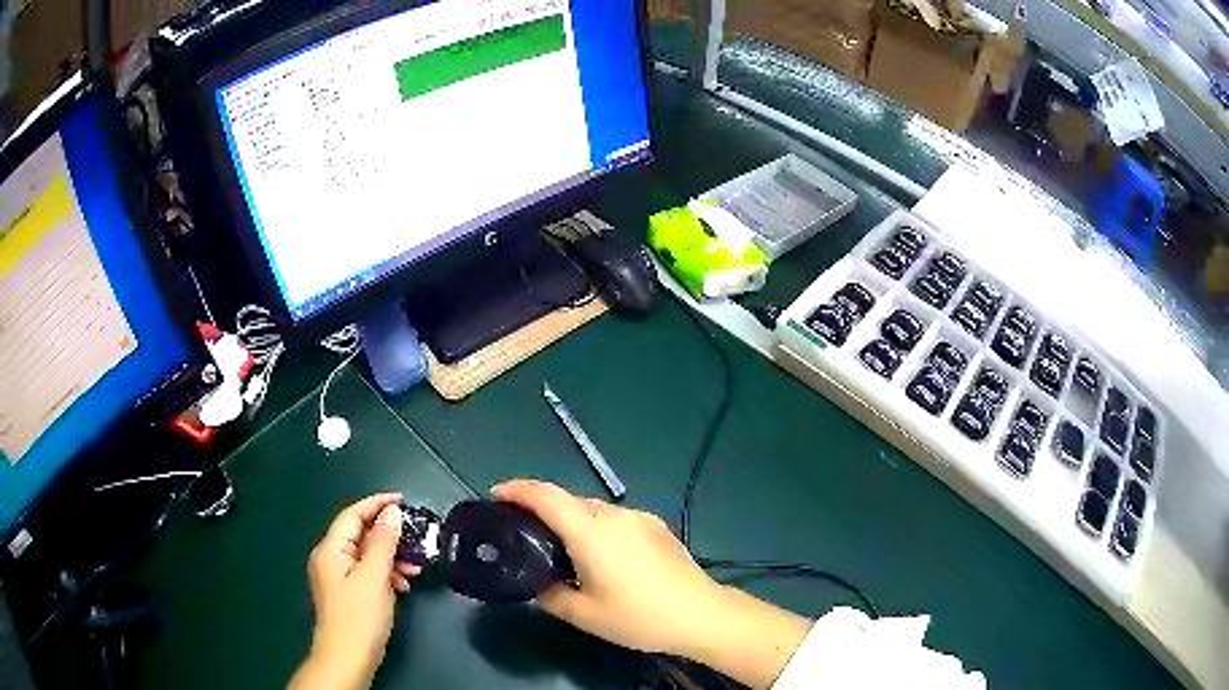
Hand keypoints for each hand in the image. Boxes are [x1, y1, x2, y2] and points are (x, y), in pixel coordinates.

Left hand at [289, 494, 420, 689]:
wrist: (348, 658)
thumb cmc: (359, 616)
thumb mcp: (375, 577)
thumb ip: (383, 542)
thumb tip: (391, 512)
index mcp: (331, 549)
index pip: (353, 515)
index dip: (377, 503)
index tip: (403, 500)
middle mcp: (331, 558)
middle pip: (360, 534)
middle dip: (389, 535)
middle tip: (416, 536)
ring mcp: (338, 577)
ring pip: (367, 555)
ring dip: (391, 557)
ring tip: (415, 568)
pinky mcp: (347, 593)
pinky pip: (367, 572)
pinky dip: (386, 574)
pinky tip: (402, 586)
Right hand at [492, 480, 725, 655]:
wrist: (700, 614)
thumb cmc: (638, 617)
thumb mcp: (584, 615)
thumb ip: (551, 595)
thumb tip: (539, 584)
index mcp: (590, 531)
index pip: (545, 496)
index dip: (517, 489)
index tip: (496, 495)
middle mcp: (614, 515)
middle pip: (570, 501)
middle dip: (544, 510)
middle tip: (527, 535)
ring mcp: (640, 518)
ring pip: (595, 510)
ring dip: (574, 521)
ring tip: (566, 551)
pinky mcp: (658, 527)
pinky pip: (617, 520)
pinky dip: (599, 529)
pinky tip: (605, 558)